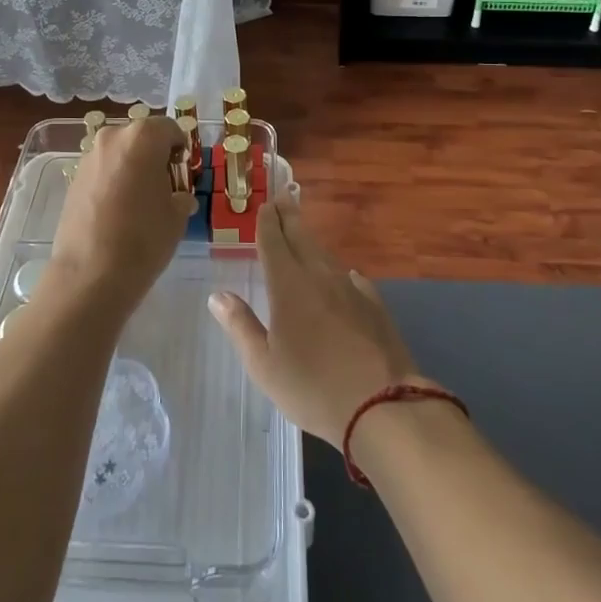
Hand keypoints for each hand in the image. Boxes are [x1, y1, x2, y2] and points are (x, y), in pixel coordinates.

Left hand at [47, 117, 192, 316]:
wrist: (90, 275)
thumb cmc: (143, 239)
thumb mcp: (177, 216)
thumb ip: (181, 194)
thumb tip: (178, 196)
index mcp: (142, 138)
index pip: (170, 128)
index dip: (181, 148)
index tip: (185, 172)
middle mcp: (112, 138)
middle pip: (141, 137)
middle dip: (155, 155)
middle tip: (165, 186)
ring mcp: (88, 158)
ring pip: (119, 153)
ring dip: (132, 168)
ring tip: (140, 201)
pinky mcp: (73, 179)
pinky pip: (102, 170)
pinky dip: (113, 181)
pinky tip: (118, 211)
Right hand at [209, 201, 423, 444]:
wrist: (383, 404)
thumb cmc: (312, 387)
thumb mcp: (264, 365)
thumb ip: (240, 326)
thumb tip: (217, 295)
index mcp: (288, 285)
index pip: (274, 243)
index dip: (267, 222)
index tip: (265, 204)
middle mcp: (319, 276)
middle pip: (302, 238)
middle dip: (289, 217)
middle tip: (283, 197)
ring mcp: (351, 289)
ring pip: (326, 256)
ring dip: (311, 241)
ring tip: (303, 234)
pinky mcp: (375, 306)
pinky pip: (352, 278)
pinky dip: (340, 272)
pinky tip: (343, 276)